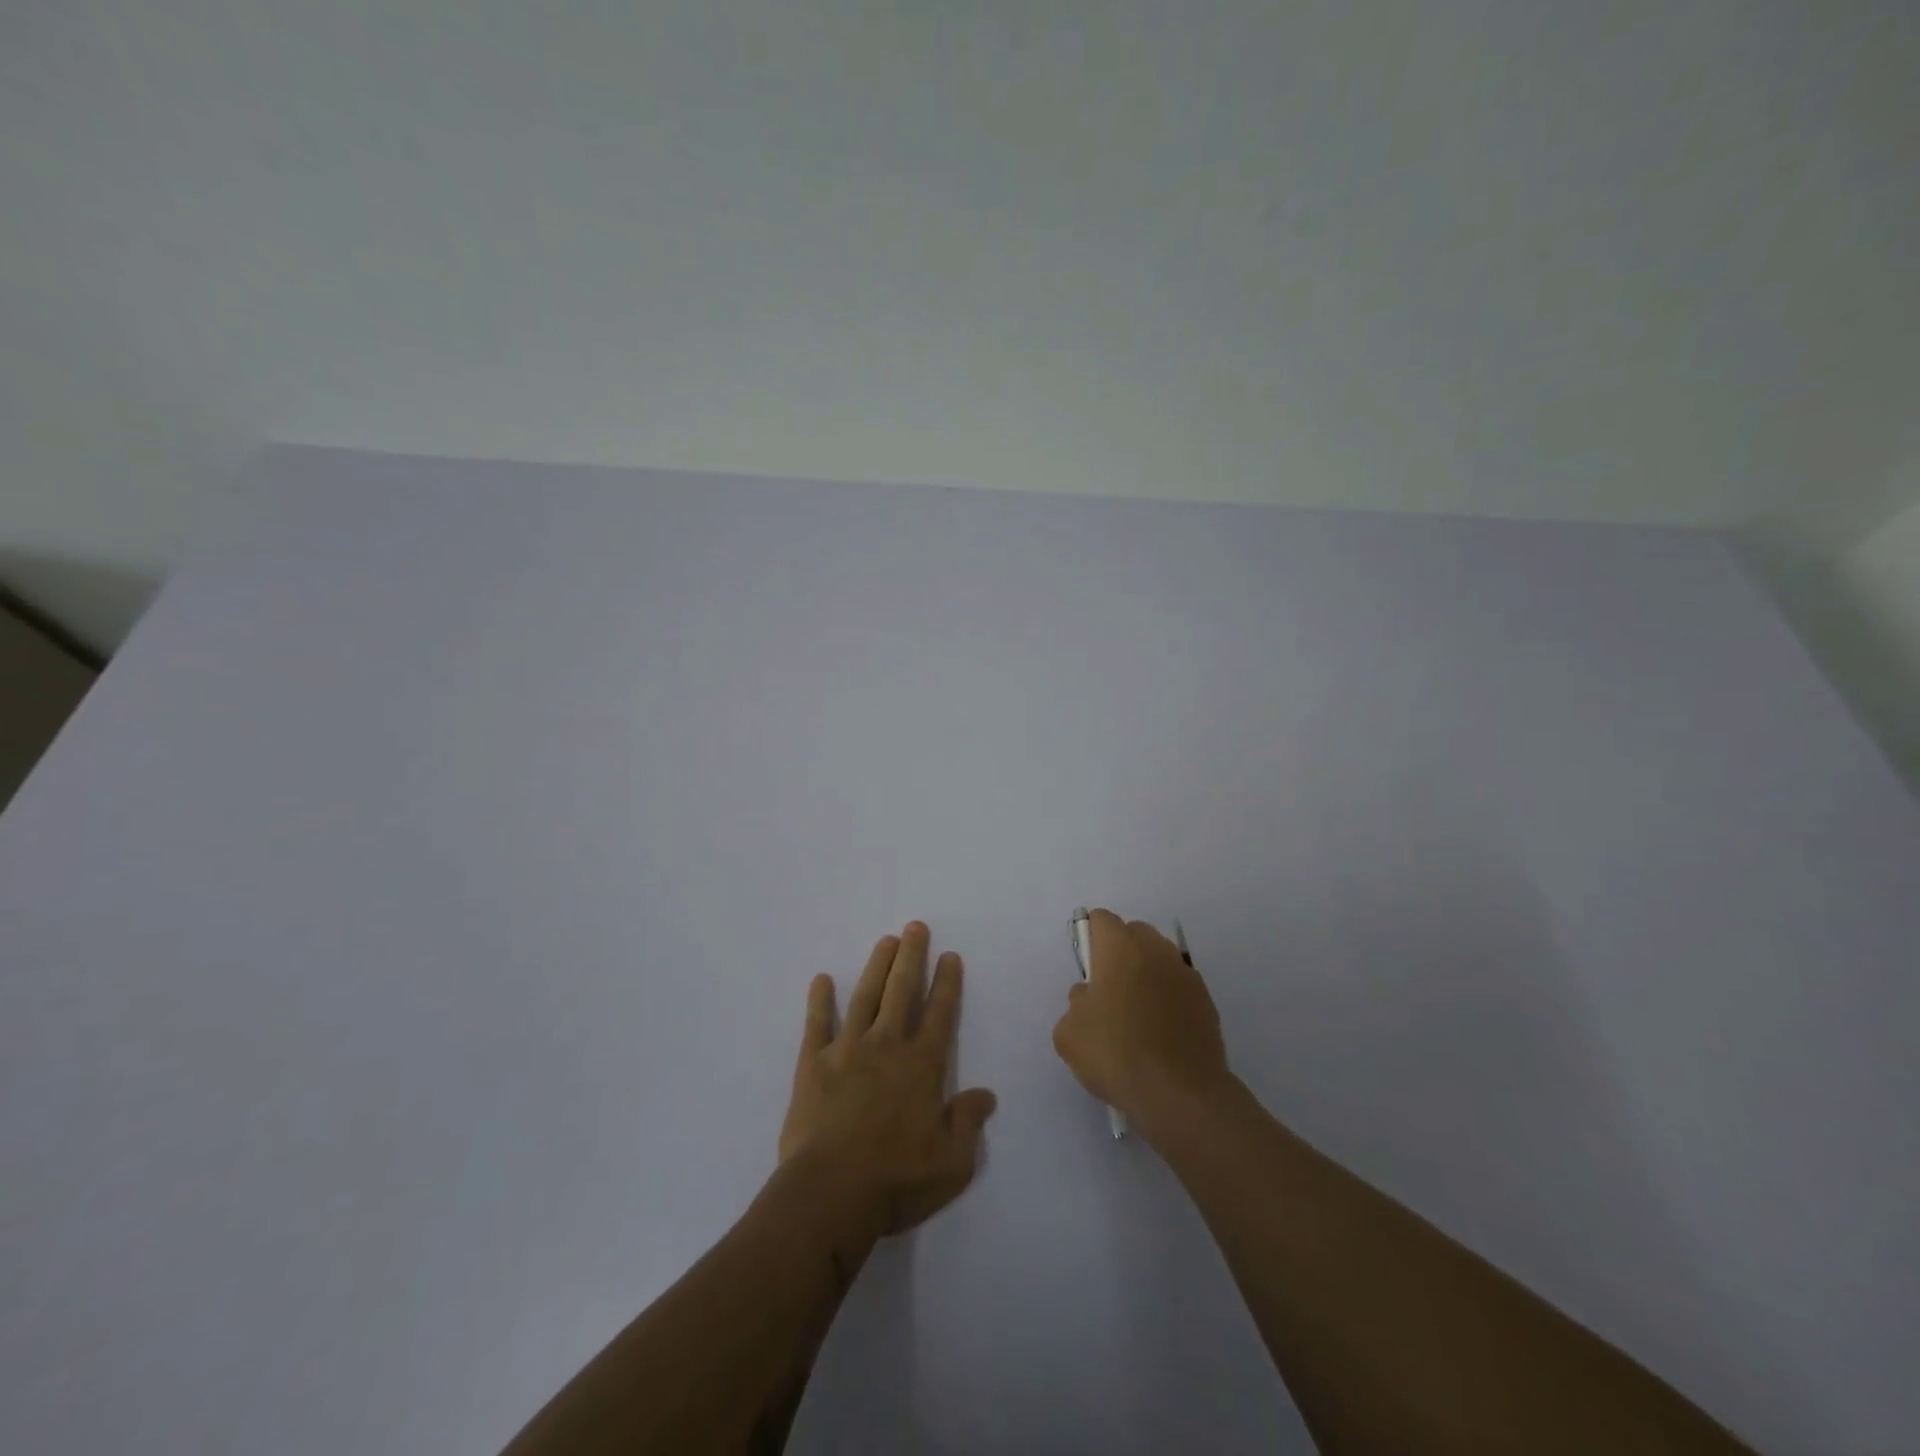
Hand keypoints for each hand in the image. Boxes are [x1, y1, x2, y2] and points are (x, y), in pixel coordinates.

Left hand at [778, 923, 998, 1257]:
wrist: (831, 1194)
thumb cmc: (896, 1180)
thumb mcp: (952, 1162)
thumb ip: (968, 1122)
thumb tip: (986, 1095)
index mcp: (922, 1065)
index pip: (939, 1014)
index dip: (946, 983)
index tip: (949, 956)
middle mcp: (887, 1046)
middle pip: (902, 991)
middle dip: (912, 957)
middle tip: (915, 927)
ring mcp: (847, 1050)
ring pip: (865, 997)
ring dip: (877, 967)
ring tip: (886, 941)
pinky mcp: (813, 1064)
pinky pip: (817, 1023)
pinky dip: (820, 1000)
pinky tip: (821, 979)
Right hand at [1052, 909, 1232, 1129]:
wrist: (1181, 1094)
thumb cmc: (1116, 1054)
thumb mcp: (1069, 1034)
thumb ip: (1076, 1004)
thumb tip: (1090, 996)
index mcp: (1119, 947)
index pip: (1102, 920)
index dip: (1091, 938)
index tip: (1087, 969)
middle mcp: (1155, 950)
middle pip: (1134, 933)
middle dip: (1121, 951)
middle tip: (1109, 990)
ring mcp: (1186, 974)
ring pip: (1160, 958)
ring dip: (1147, 973)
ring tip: (1137, 1014)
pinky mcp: (1207, 1002)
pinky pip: (1179, 987)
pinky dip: (1169, 999)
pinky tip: (1161, 1033)